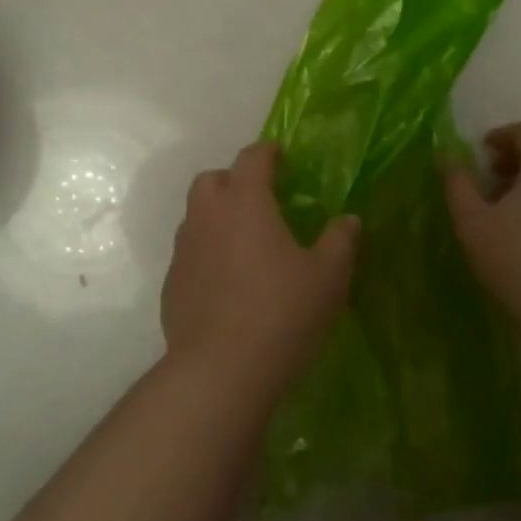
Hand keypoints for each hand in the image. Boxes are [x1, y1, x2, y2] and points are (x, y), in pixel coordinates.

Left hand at [161, 142, 359, 382]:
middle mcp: (207, 217)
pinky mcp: (171, 284)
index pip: (252, 158)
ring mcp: (183, 250)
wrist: (222, 369)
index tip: (281, 156)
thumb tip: (348, 219)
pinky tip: (226, 281)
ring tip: (244, 241)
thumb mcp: (328, 277)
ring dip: (216, 216)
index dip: (268, 152)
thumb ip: (340, 241)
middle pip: (211, 180)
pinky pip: (189, 253)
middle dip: (233, 180)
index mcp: (245, 202)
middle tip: (260, 198)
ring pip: (195, 216)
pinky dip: (206, 252)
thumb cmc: (282, 313)